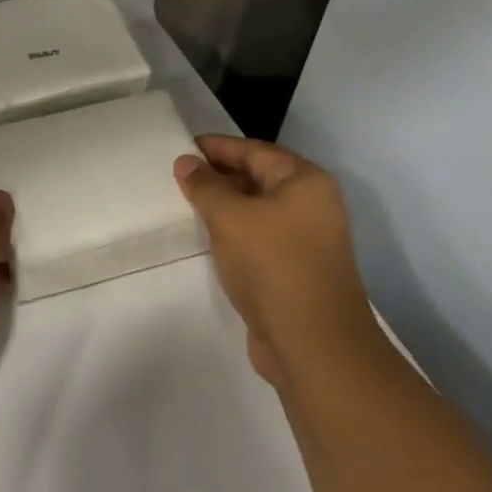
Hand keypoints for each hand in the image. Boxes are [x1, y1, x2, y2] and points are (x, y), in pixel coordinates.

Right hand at [174, 135, 374, 389]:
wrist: (313, 344)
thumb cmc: (273, 265)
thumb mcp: (230, 217)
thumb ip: (205, 186)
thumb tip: (186, 162)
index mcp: (306, 182)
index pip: (255, 151)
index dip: (218, 147)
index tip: (182, 146)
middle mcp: (312, 205)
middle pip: (259, 178)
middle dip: (220, 175)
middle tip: (178, 175)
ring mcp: (307, 240)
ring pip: (258, 210)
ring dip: (225, 206)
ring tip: (186, 203)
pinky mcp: (296, 269)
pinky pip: (259, 237)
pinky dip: (234, 232)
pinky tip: (208, 238)